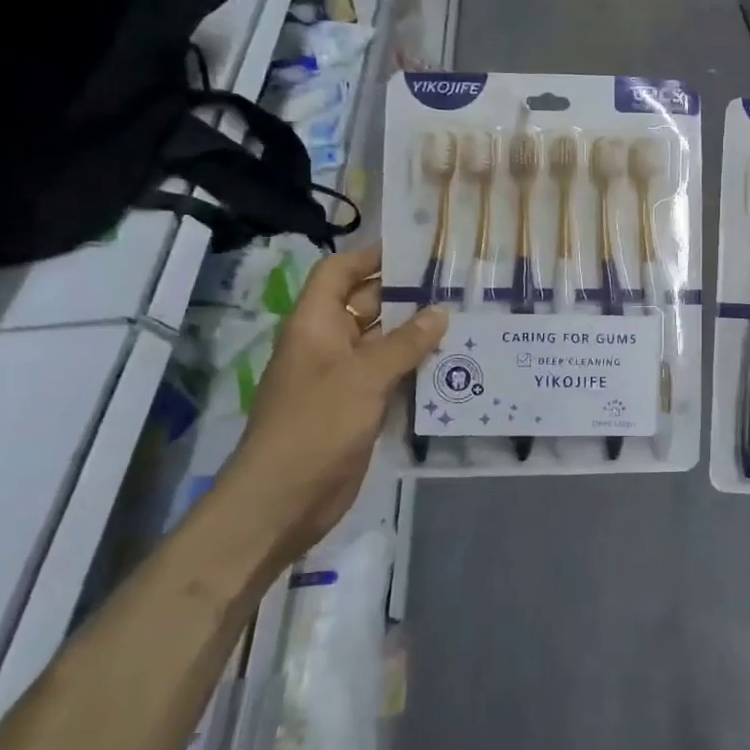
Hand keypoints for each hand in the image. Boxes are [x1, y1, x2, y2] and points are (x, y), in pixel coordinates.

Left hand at [221, 245, 444, 563]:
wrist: (284, 499)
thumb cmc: (315, 425)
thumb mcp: (363, 376)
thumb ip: (405, 343)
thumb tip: (440, 312)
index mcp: (315, 325)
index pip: (339, 273)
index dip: (371, 257)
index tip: (416, 250)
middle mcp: (328, 344)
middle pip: (366, 305)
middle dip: (406, 295)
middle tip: (456, 285)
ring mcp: (344, 377)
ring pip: (383, 343)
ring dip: (417, 334)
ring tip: (465, 320)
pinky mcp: (359, 407)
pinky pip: (391, 376)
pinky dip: (416, 368)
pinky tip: (453, 365)